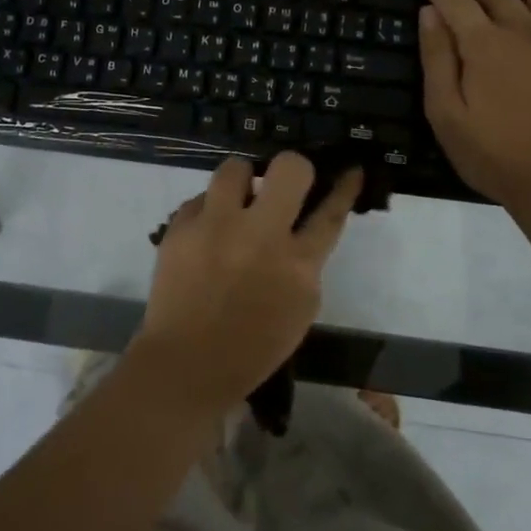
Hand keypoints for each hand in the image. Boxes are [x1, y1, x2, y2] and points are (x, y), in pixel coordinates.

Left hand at [131, 153, 361, 417]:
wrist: (186, 363)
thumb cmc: (251, 347)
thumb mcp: (299, 309)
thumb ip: (305, 264)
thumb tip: (299, 229)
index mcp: (298, 265)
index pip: (330, 212)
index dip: (344, 187)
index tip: (349, 169)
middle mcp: (260, 235)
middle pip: (289, 168)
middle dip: (292, 168)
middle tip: (283, 184)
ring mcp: (216, 226)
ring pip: (236, 167)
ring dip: (242, 181)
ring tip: (236, 202)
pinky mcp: (181, 227)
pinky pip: (200, 199)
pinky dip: (208, 212)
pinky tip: (205, 234)